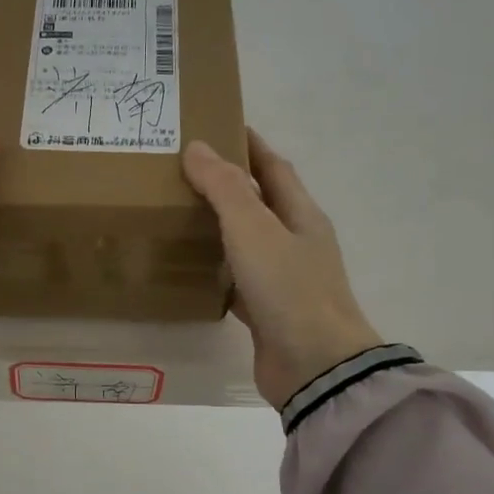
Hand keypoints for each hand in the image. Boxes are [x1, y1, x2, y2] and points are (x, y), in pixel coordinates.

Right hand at [183, 128, 381, 408]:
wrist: (314, 367)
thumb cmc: (289, 290)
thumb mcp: (254, 230)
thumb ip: (224, 189)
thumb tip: (198, 148)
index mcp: (301, 215)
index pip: (274, 168)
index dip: (249, 145)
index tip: (218, 126)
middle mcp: (295, 242)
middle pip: (260, 202)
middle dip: (228, 184)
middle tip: (182, 171)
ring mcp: (283, 279)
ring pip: (247, 242)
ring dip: (220, 226)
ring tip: (179, 213)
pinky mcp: (267, 311)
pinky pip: (237, 280)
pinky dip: (216, 270)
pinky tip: (190, 269)